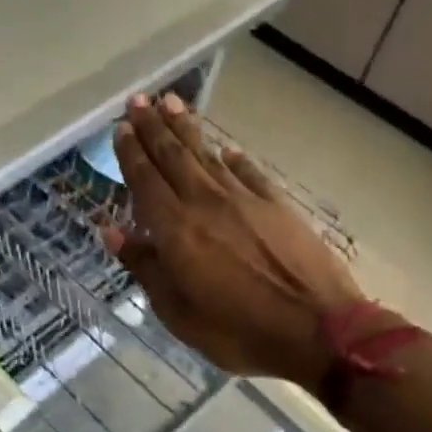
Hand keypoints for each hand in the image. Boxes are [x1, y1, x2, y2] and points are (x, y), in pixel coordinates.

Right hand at [106, 93, 364, 391]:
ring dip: (186, 128)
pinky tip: (225, 150)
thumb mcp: (177, 312)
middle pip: (173, 156)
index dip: (131, 152)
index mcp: (176, 229)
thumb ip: (144, 267)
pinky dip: (233, 159)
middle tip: (137, 100)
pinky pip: (248, 173)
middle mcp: (205, 203)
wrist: (320, 331)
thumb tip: (111, 232)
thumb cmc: (238, 331)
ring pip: (207, 155)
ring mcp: (244, 200)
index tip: (120, 128)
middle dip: (152, 127)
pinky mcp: (277, 206)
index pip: (146, 180)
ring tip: (171, 103)